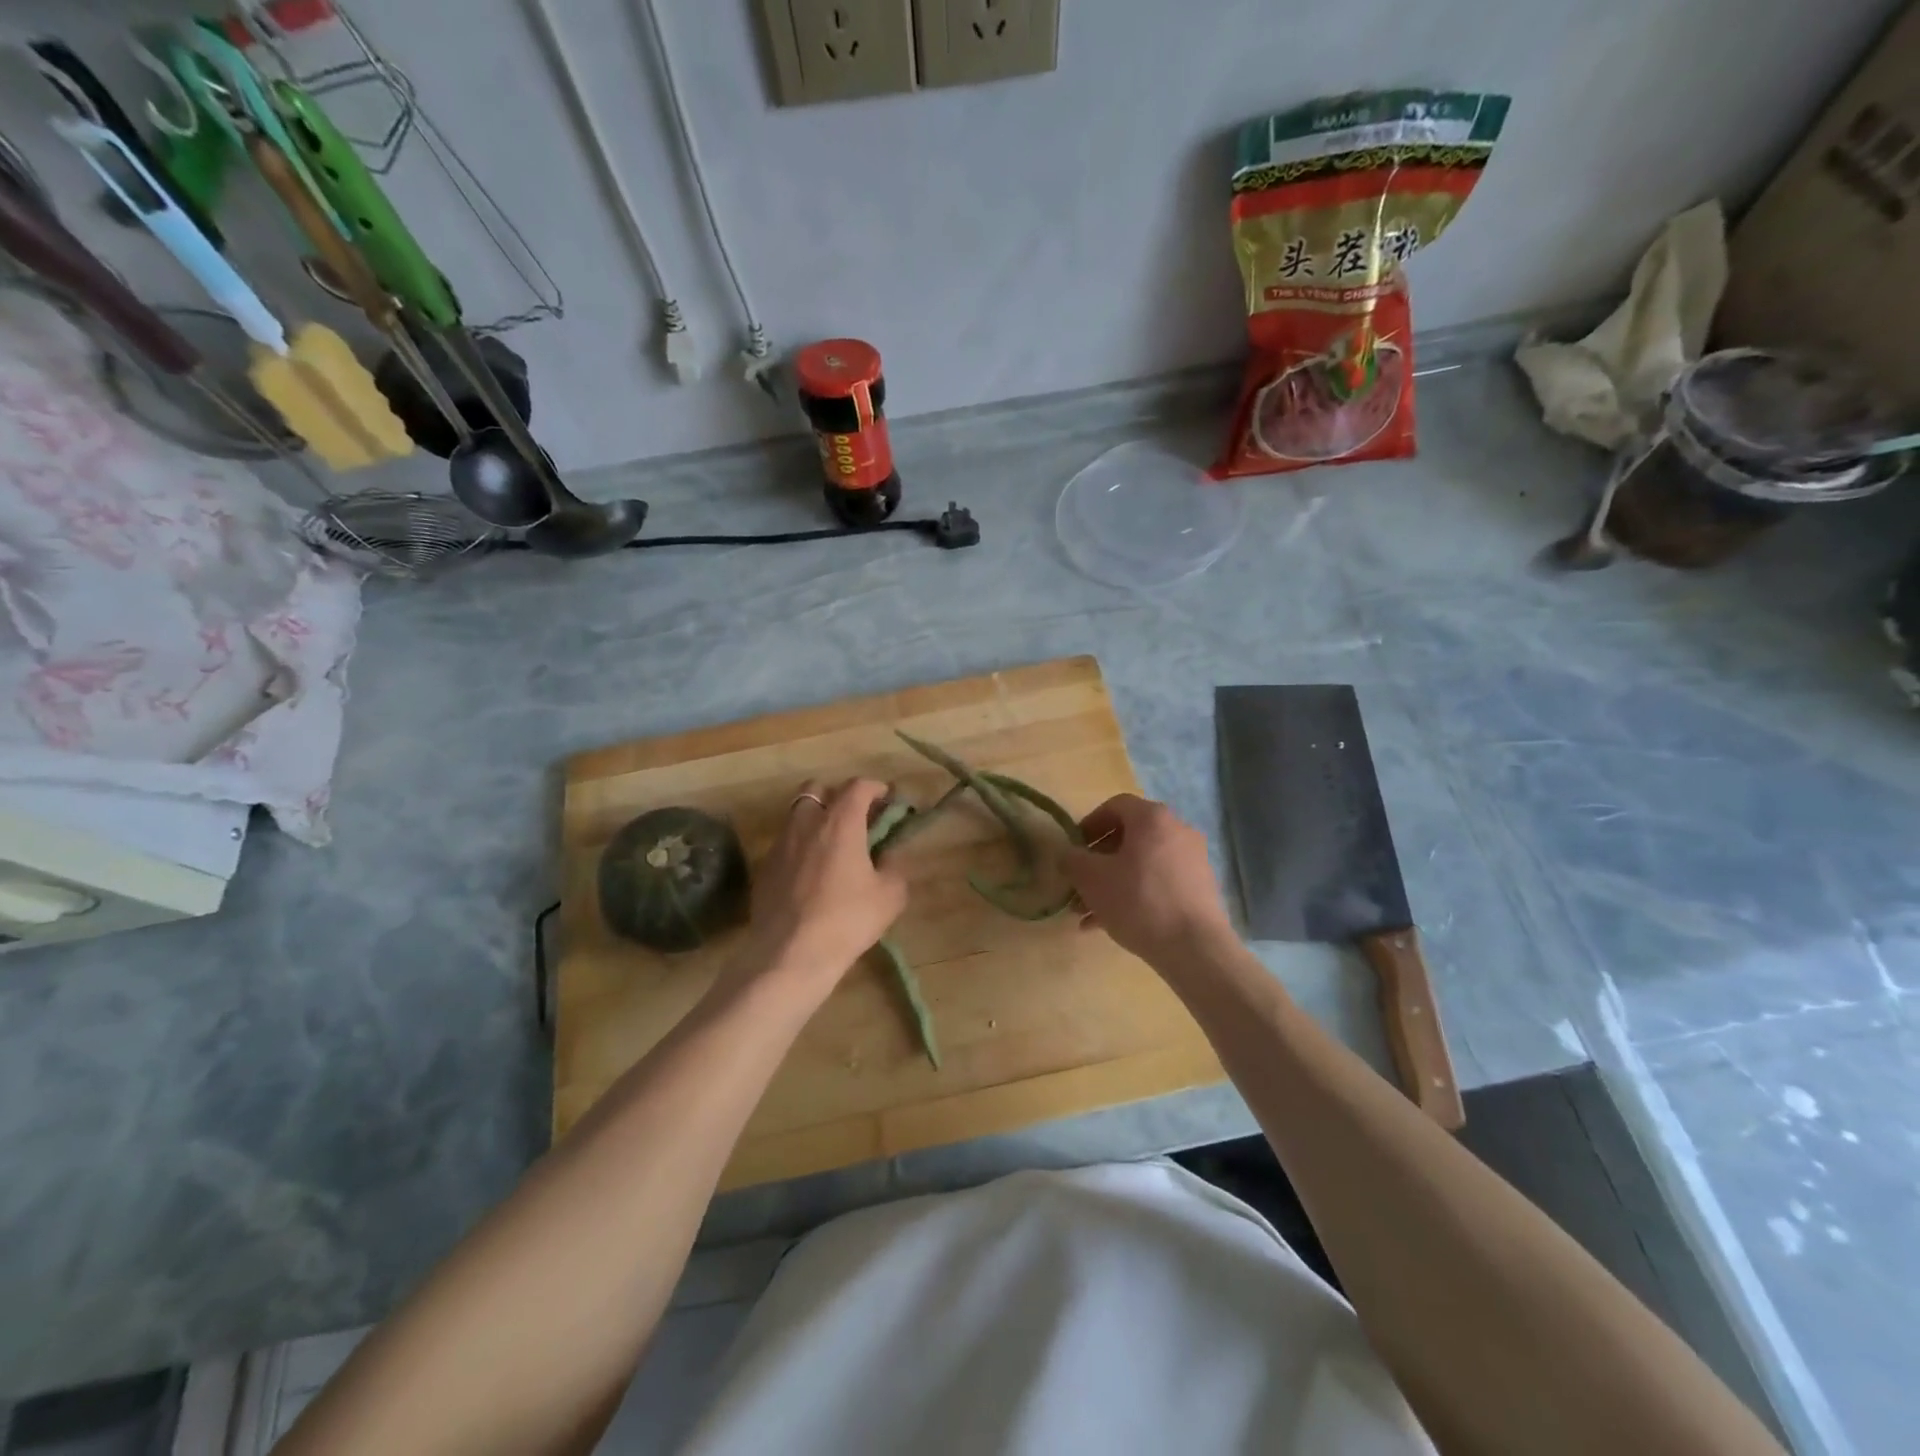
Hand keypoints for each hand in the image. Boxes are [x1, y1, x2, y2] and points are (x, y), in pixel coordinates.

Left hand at [737, 778, 907, 997]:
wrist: (790, 954)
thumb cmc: (847, 920)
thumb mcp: (890, 896)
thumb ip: (895, 867)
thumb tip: (889, 856)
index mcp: (840, 822)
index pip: (858, 786)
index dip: (876, 788)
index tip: (888, 800)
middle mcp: (807, 822)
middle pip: (818, 788)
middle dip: (838, 795)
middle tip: (855, 818)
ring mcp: (780, 843)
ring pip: (797, 814)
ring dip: (816, 820)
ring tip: (833, 846)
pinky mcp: (764, 867)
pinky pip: (785, 843)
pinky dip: (801, 847)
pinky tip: (811, 874)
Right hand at [1064, 794, 1234, 967]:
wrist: (1195, 948)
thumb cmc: (1138, 901)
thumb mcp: (1092, 879)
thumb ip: (1072, 860)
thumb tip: (1067, 854)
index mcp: (1152, 818)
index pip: (1115, 806)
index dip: (1089, 824)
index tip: (1074, 848)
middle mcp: (1177, 831)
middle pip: (1129, 838)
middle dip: (1098, 861)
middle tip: (1078, 884)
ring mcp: (1192, 861)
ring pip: (1142, 865)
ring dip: (1112, 883)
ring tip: (1088, 913)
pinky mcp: (1200, 889)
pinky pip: (1158, 884)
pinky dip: (1134, 896)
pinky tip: (1110, 925)